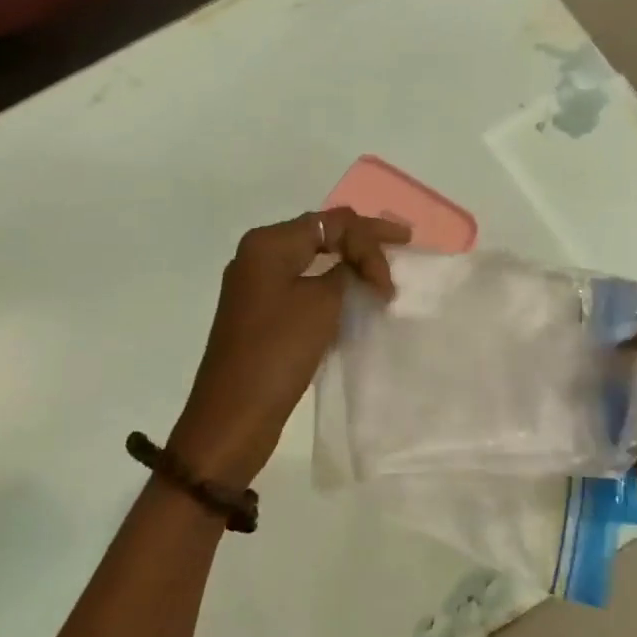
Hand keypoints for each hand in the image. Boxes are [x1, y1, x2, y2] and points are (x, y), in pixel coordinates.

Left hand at [168, 210, 409, 486]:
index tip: (398, 266)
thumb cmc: (277, 352)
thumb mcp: (322, 304)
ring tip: (382, 271)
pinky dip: (332, 287)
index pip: (331, 221)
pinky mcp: (262, 315)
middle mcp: (258, 256)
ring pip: (313, 261)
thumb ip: (345, 272)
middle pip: (320, 234)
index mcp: (268, 244)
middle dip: (361, 241)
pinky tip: (354, 296)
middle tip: (401, 243)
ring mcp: (257, 287)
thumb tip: (354, 265)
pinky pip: (304, 287)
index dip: (370, 237)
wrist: (234, 415)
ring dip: (348, 265)